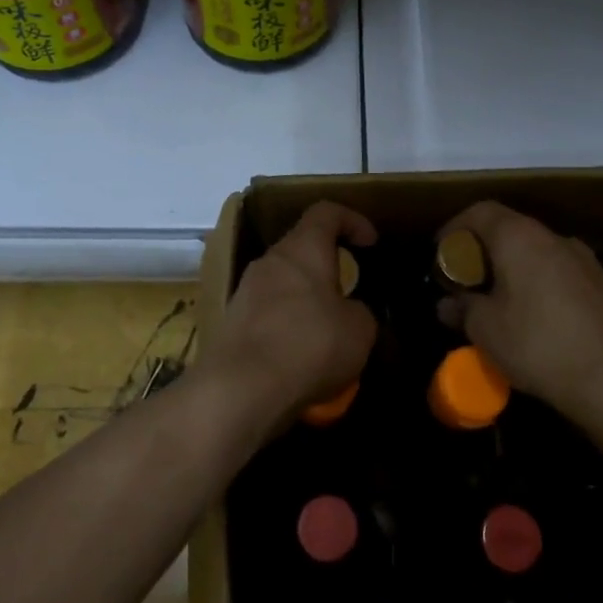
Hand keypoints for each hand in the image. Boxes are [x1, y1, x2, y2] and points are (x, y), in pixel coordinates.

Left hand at [202, 201, 378, 427]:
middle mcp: (270, 261)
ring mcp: (245, 291)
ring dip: (306, 298)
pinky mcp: (232, 322)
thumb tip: (350, 313)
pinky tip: (301, 356)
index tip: (371, 243)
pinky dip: (287, 324)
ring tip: (327, 330)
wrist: (240, 389)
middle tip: (350, 292)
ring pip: (283, 282)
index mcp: (303, 249)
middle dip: (327, 265)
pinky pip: (268, 312)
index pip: (326, 212)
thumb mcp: (359, 330)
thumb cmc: (309, 345)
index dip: (352, 221)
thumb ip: (359, 312)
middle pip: (301, 248)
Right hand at [437, 201, 602, 429]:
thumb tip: (446, 304)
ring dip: (512, 270)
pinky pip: (558, 273)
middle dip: (482, 252)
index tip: (440, 253)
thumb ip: (461, 309)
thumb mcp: (485, 330)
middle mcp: (554, 237)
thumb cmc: (539, 344)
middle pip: (509, 230)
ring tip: (497, 303)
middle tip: (465, 282)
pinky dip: (537, 285)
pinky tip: (533, 320)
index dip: (455, 228)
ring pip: (536, 253)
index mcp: (520, 237)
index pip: (480, 211)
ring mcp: (584, 260)